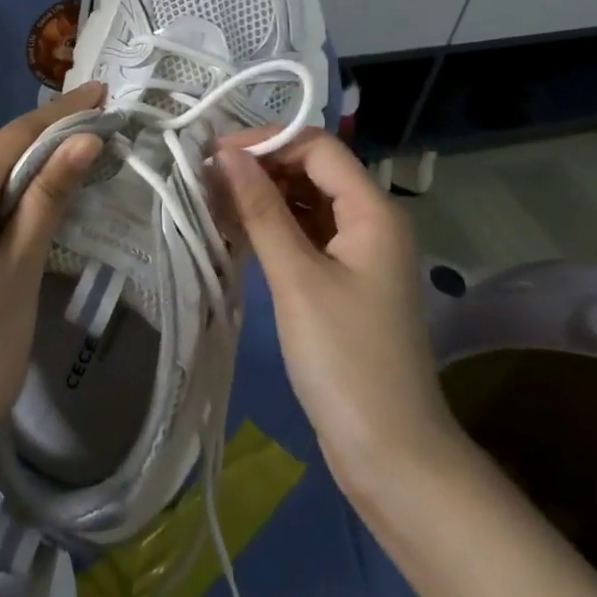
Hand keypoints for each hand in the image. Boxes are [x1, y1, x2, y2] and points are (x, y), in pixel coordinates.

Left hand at [0, 82, 105, 485]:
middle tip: (89, 154)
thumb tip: (82, 139)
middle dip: (38, 158)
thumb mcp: (20, 273)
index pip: (14, 137)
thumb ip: (48, 197)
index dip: (60, 114)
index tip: (98, 91)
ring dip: (10, 192)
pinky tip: (2, 242)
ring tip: (52, 206)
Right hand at [211, 130, 457, 490]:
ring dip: (263, 197)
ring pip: (306, 202)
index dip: (267, 141)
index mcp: (373, 210)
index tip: (215, 152)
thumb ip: (261, 209)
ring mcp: (359, 252)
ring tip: (212, 200)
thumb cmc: (345, 359)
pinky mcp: (344, 280)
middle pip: (312, 170)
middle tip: (206, 177)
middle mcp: (371, 221)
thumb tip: (227, 154)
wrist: (391, 455)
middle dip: (261, 167)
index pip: (317, 147)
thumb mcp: (297, 278)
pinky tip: (236, 231)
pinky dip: (273, 227)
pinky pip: (306, 234)